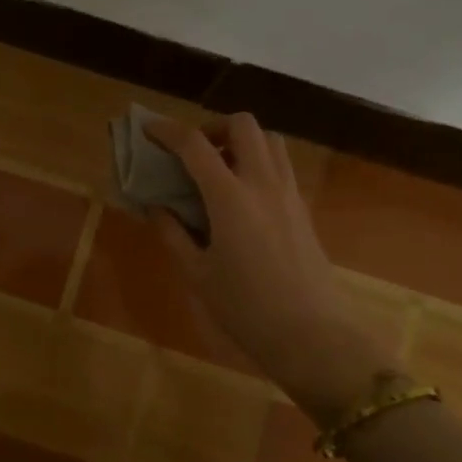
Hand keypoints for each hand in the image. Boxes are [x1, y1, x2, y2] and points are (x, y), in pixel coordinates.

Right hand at [145, 113, 393, 422]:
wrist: (313, 336)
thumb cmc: (246, 308)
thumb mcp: (198, 274)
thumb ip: (173, 234)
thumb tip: (155, 207)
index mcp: (230, 196)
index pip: (195, 144)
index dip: (167, 130)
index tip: (148, 129)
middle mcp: (263, 183)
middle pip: (243, 125)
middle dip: (213, 127)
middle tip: (194, 152)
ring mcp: (289, 193)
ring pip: (269, 140)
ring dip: (241, 141)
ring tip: (220, 170)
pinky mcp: (303, 209)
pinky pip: (281, 165)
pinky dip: (258, 162)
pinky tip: (243, 197)